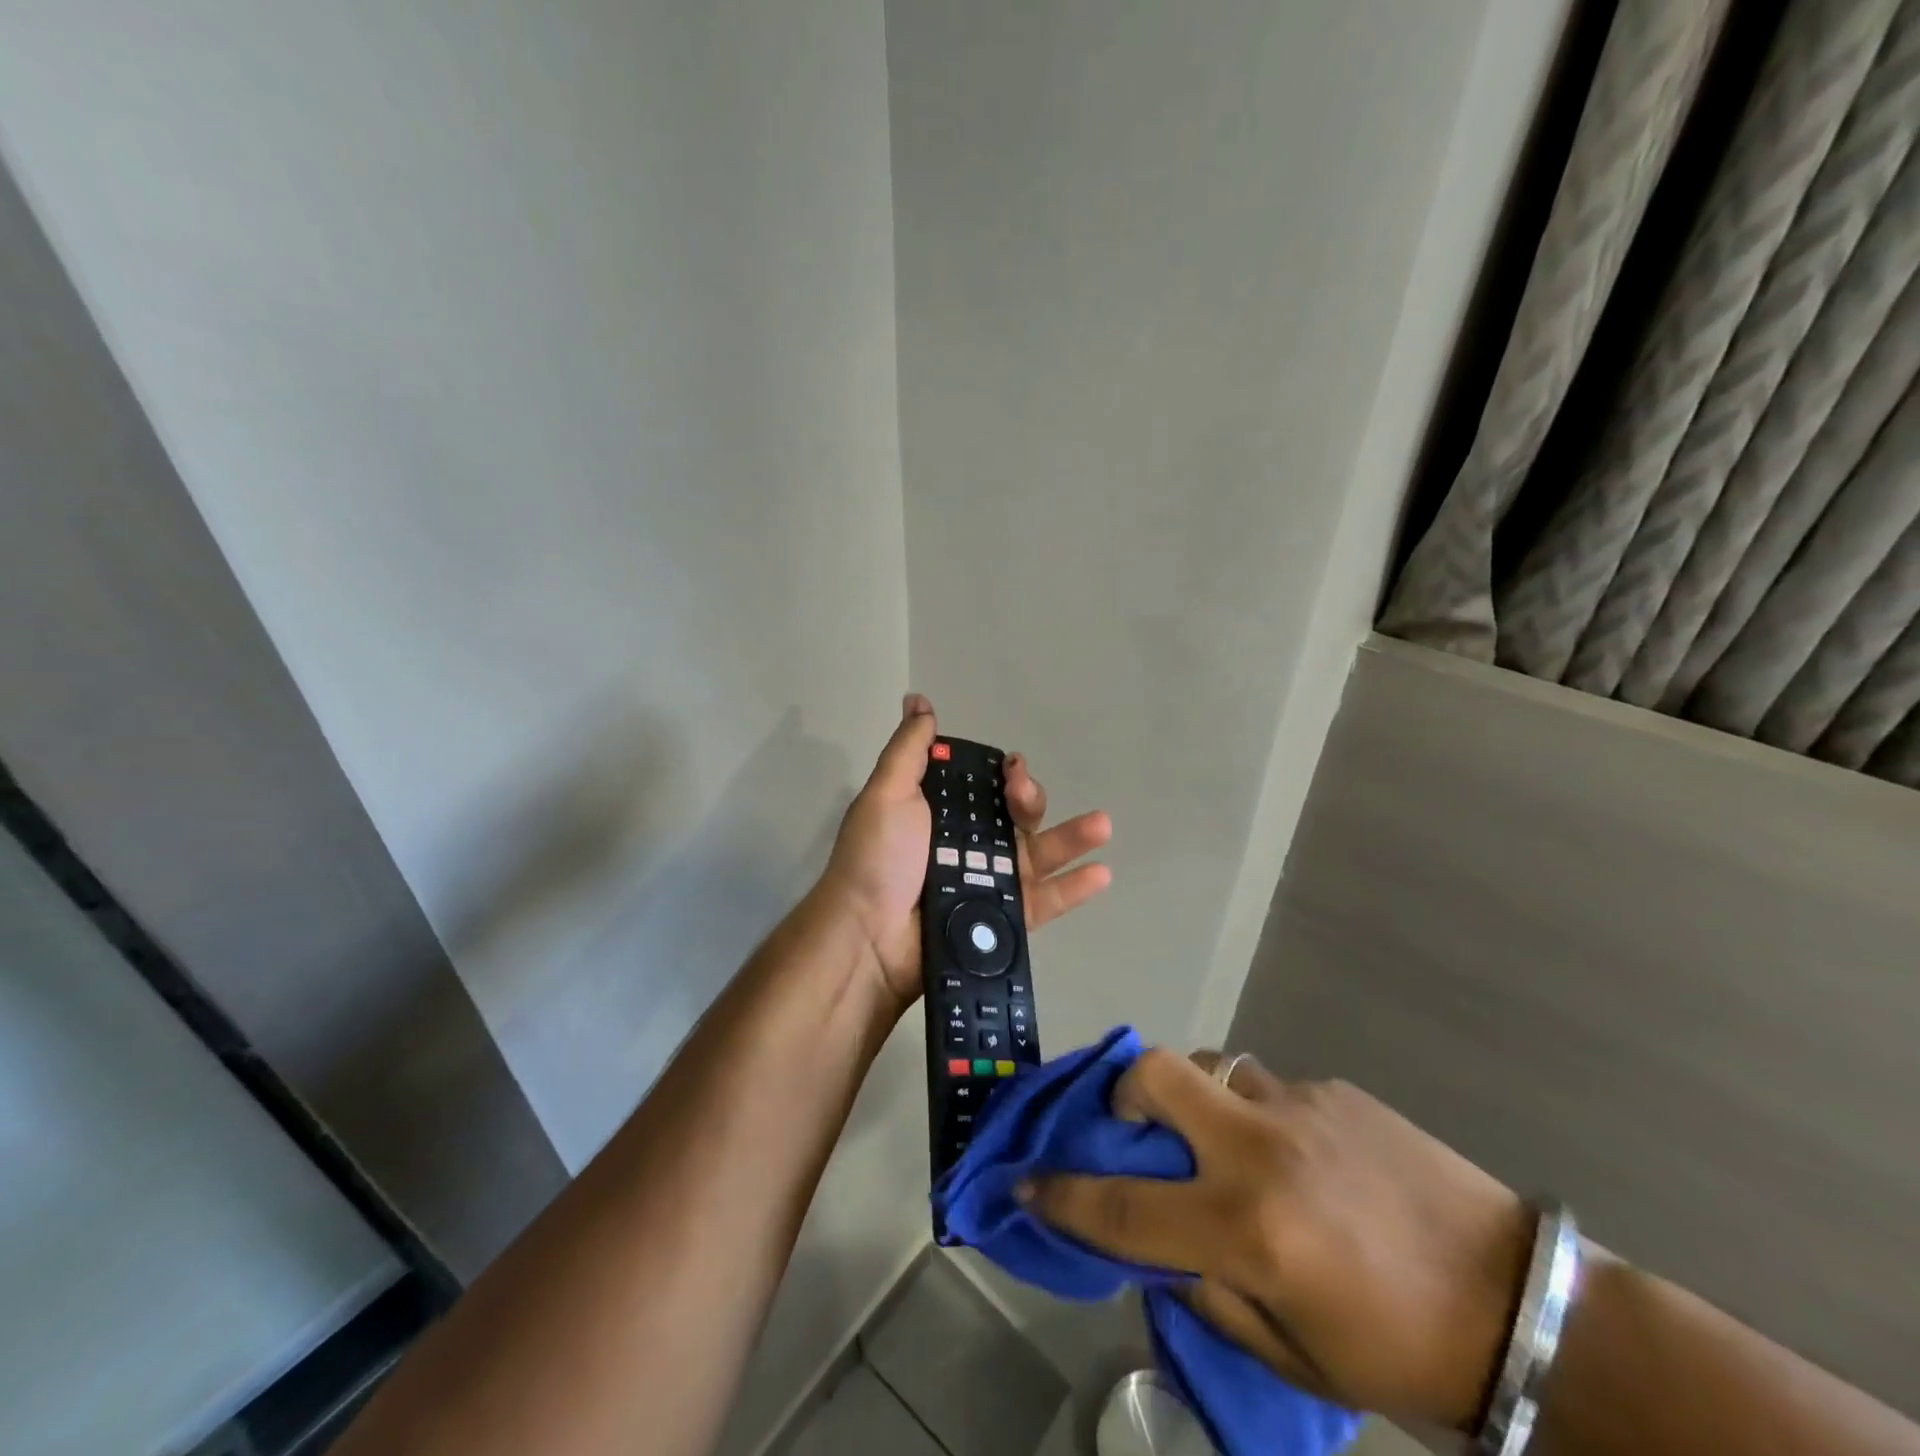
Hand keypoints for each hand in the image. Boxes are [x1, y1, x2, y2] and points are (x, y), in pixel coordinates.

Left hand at [821, 693, 1112, 1006]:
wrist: (867, 937)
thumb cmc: (877, 859)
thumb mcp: (887, 793)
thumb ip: (909, 749)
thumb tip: (918, 700)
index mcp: (942, 815)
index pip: (985, 787)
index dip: (1004, 774)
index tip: (1012, 767)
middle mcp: (968, 846)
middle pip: (1016, 817)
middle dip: (1030, 800)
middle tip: (1023, 797)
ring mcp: (988, 884)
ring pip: (1038, 855)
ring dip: (1072, 838)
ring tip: (1101, 825)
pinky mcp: (1002, 921)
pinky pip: (1043, 902)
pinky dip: (1073, 889)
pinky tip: (1101, 873)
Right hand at [1024, 1048, 1531, 1430]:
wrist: (1522, 1305)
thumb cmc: (1401, 1353)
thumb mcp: (1292, 1353)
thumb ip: (1209, 1291)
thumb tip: (1160, 1245)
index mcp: (1248, 1228)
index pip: (1124, 1206)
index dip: (1064, 1194)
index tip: (1026, 1181)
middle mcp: (1260, 1149)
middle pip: (1157, 1074)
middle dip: (1124, 1091)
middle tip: (1134, 1126)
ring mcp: (1299, 1106)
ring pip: (1211, 1069)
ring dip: (1198, 1102)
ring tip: (1226, 1146)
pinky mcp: (1333, 1088)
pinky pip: (1269, 1087)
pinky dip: (1259, 1116)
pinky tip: (1299, 1157)